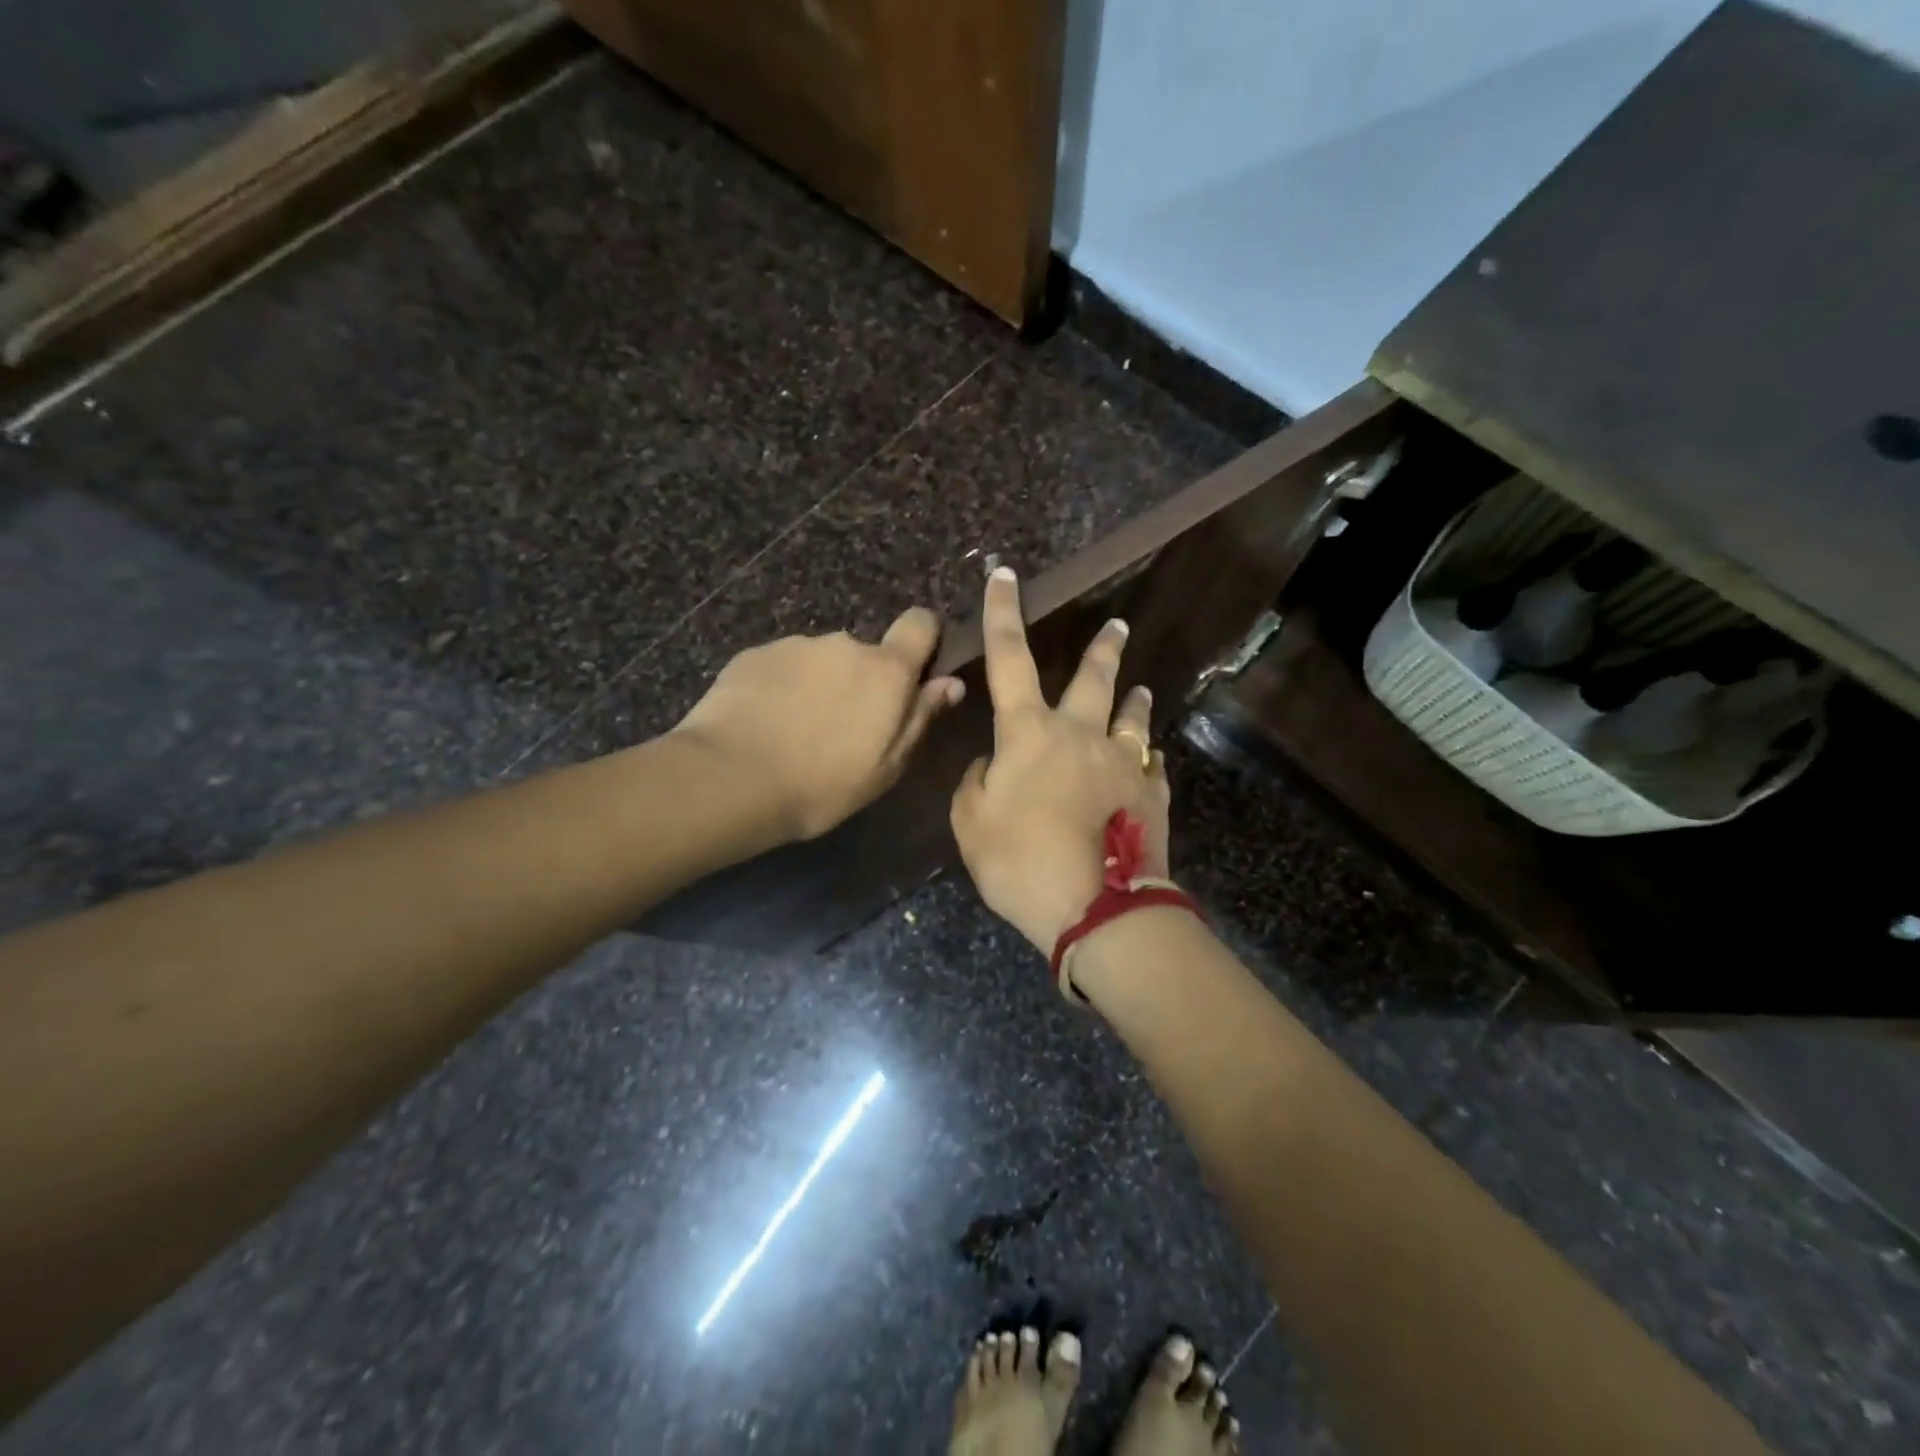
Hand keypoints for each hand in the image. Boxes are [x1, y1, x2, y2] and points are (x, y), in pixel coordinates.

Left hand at [674, 607, 962, 840]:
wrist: (731, 779)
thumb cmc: (822, 784)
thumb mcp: (886, 766)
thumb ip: (920, 718)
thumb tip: (950, 683)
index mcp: (886, 670)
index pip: (920, 623)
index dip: (923, 639)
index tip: (914, 670)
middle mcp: (844, 644)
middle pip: (865, 653)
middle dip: (861, 680)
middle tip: (842, 727)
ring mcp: (795, 645)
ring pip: (821, 661)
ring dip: (818, 684)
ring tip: (796, 730)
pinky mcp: (754, 654)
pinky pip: (782, 667)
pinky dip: (780, 687)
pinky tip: (764, 723)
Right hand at [950, 567, 1170, 954]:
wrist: (1096, 907)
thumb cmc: (1020, 863)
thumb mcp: (970, 825)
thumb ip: (977, 783)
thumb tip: (997, 763)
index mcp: (1030, 732)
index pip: (1009, 659)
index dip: (1002, 615)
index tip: (1004, 576)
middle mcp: (1080, 734)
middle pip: (1093, 678)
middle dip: (1103, 647)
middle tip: (1118, 624)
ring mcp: (1123, 762)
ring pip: (1132, 717)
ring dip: (1135, 699)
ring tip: (1141, 689)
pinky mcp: (1152, 794)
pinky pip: (1151, 766)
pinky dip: (1146, 759)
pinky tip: (1149, 762)